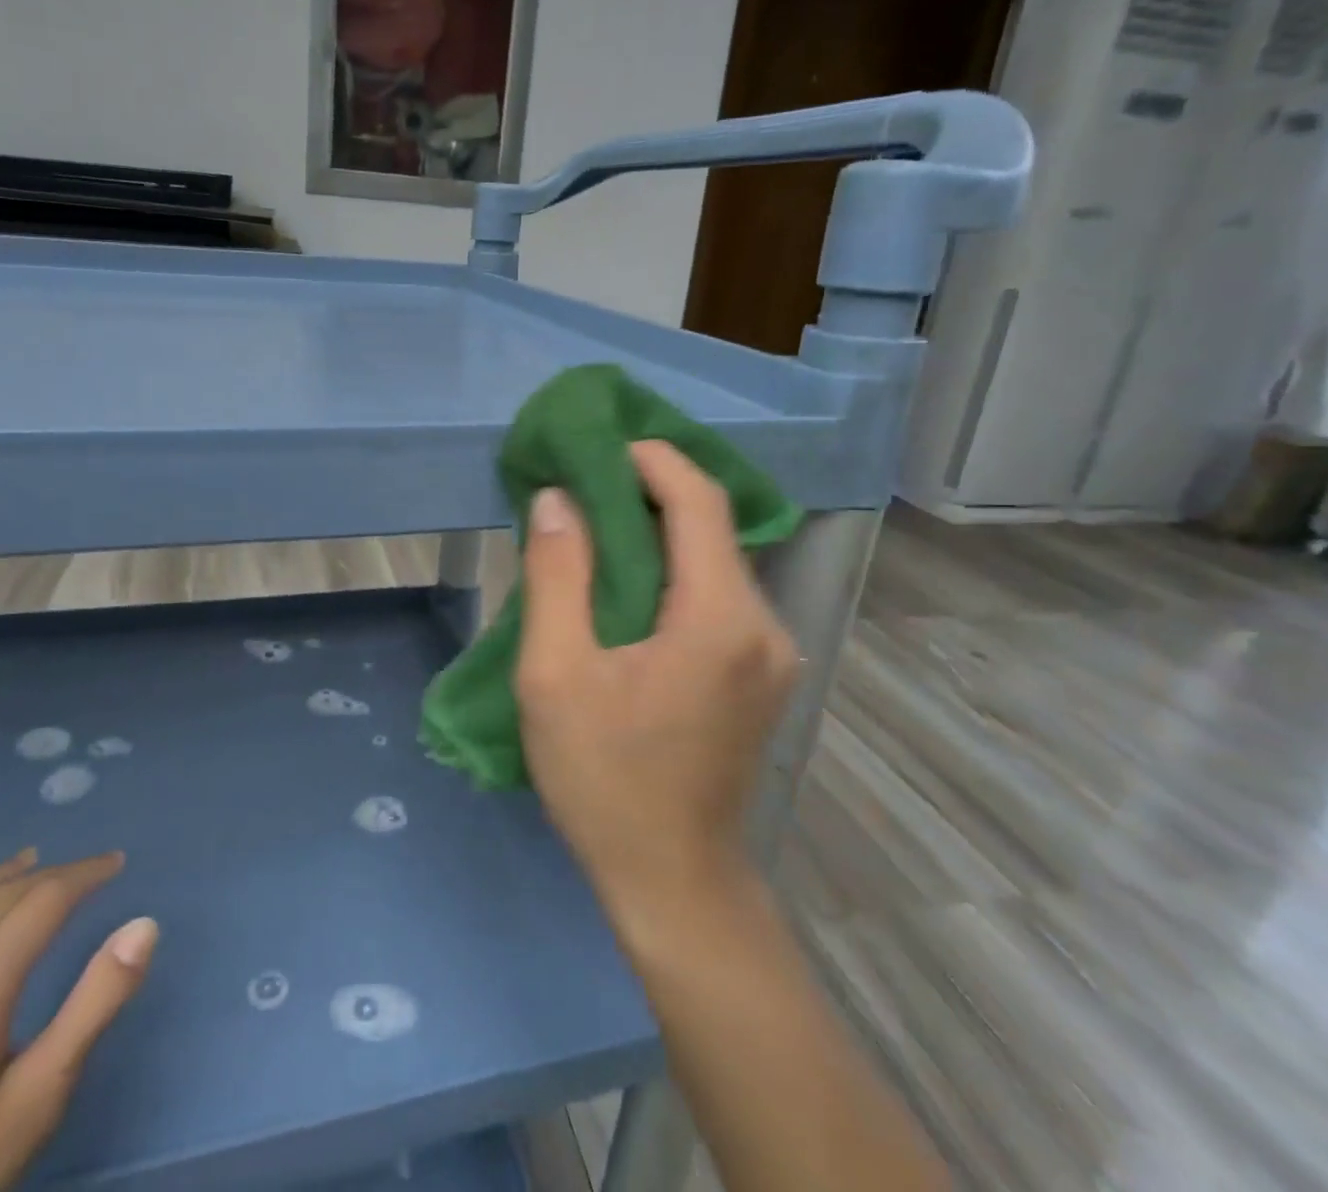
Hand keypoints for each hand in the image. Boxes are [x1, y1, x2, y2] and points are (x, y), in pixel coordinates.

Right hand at [514, 439, 798, 921]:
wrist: (672, 882)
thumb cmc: (605, 779)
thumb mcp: (556, 673)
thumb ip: (556, 576)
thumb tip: (558, 500)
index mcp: (718, 617)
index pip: (698, 502)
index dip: (653, 460)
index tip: (601, 446)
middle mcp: (762, 624)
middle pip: (711, 528)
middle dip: (650, 493)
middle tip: (585, 483)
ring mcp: (771, 653)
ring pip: (716, 562)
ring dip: (661, 534)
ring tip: (597, 527)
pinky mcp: (761, 674)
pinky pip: (718, 597)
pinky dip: (675, 572)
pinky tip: (630, 585)